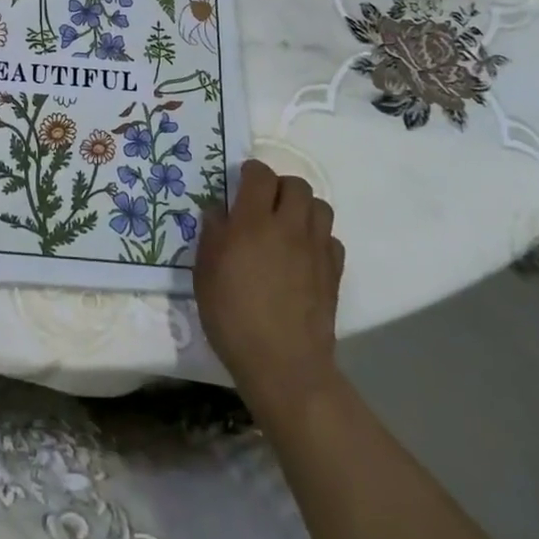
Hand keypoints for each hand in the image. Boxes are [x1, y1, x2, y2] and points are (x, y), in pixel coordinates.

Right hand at [194, 159, 343, 416]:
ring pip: (320, 206)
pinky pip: (332, 239)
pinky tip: (304, 256)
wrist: (283, 364)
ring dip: (303, 209)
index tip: (240, 185)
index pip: (260, 174)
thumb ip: (212, 234)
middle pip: (296, 184)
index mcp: (253, 221)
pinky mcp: (334, 272)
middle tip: (264, 206)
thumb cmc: (233, 317)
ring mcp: (316, 249)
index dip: (250, 173)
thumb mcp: (205, 272)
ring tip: (287, 226)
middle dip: (280, 187)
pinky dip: (319, 239)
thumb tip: (219, 210)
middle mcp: (288, 226)